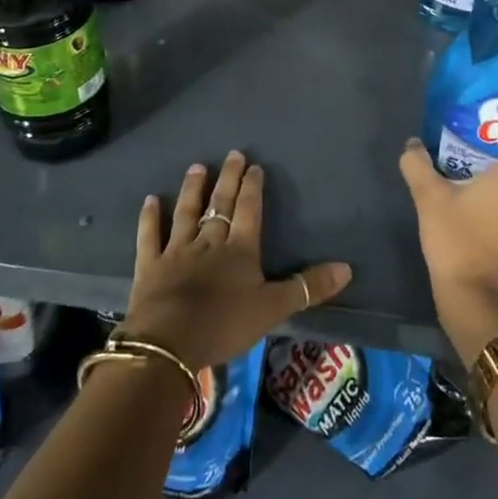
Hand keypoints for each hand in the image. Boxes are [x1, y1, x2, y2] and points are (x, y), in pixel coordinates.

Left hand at [120, 150, 352, 371]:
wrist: (169, 344)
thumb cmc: (224, 324)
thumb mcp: (273, 309)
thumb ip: (308, 287)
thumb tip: (347, 268)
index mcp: (240, 250)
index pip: (249, 211)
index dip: (253, 188)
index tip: (254, 166)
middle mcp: (209, 242)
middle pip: (220, 205)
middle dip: (228, 179)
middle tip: (232, 154)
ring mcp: (177, 251)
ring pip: (186, 213)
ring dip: (192, 190)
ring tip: (197, 167)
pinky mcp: (151, 266)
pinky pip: (150, 237)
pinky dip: (150, 218)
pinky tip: (150, 200)